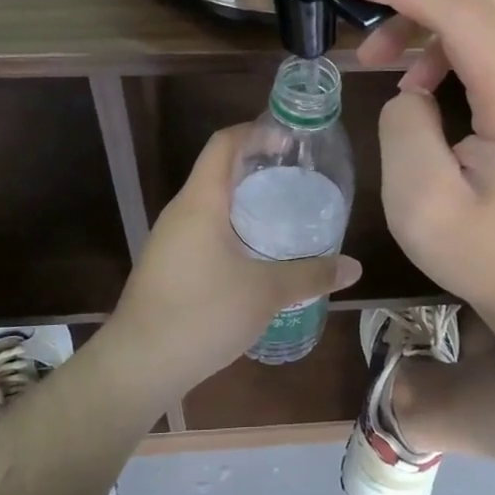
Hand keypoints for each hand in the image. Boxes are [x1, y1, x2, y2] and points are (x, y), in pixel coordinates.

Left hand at [102, 127, 361, 398]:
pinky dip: (233, 228)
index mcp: (201, 201)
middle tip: (299, 178)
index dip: (256, 131)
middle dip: (258, 167)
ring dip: (245, 201)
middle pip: (219, 170)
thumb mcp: (265, 292)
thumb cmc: (203, 313)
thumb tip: (354, 268)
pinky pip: (204, 230)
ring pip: (211, 204)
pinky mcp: (168, 265)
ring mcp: (170, 240)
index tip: (291, 141)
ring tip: (285, 214)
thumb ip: (311, 275)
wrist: (139, 363)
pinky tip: (257, 254)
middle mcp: (181, 212)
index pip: (225, 143)